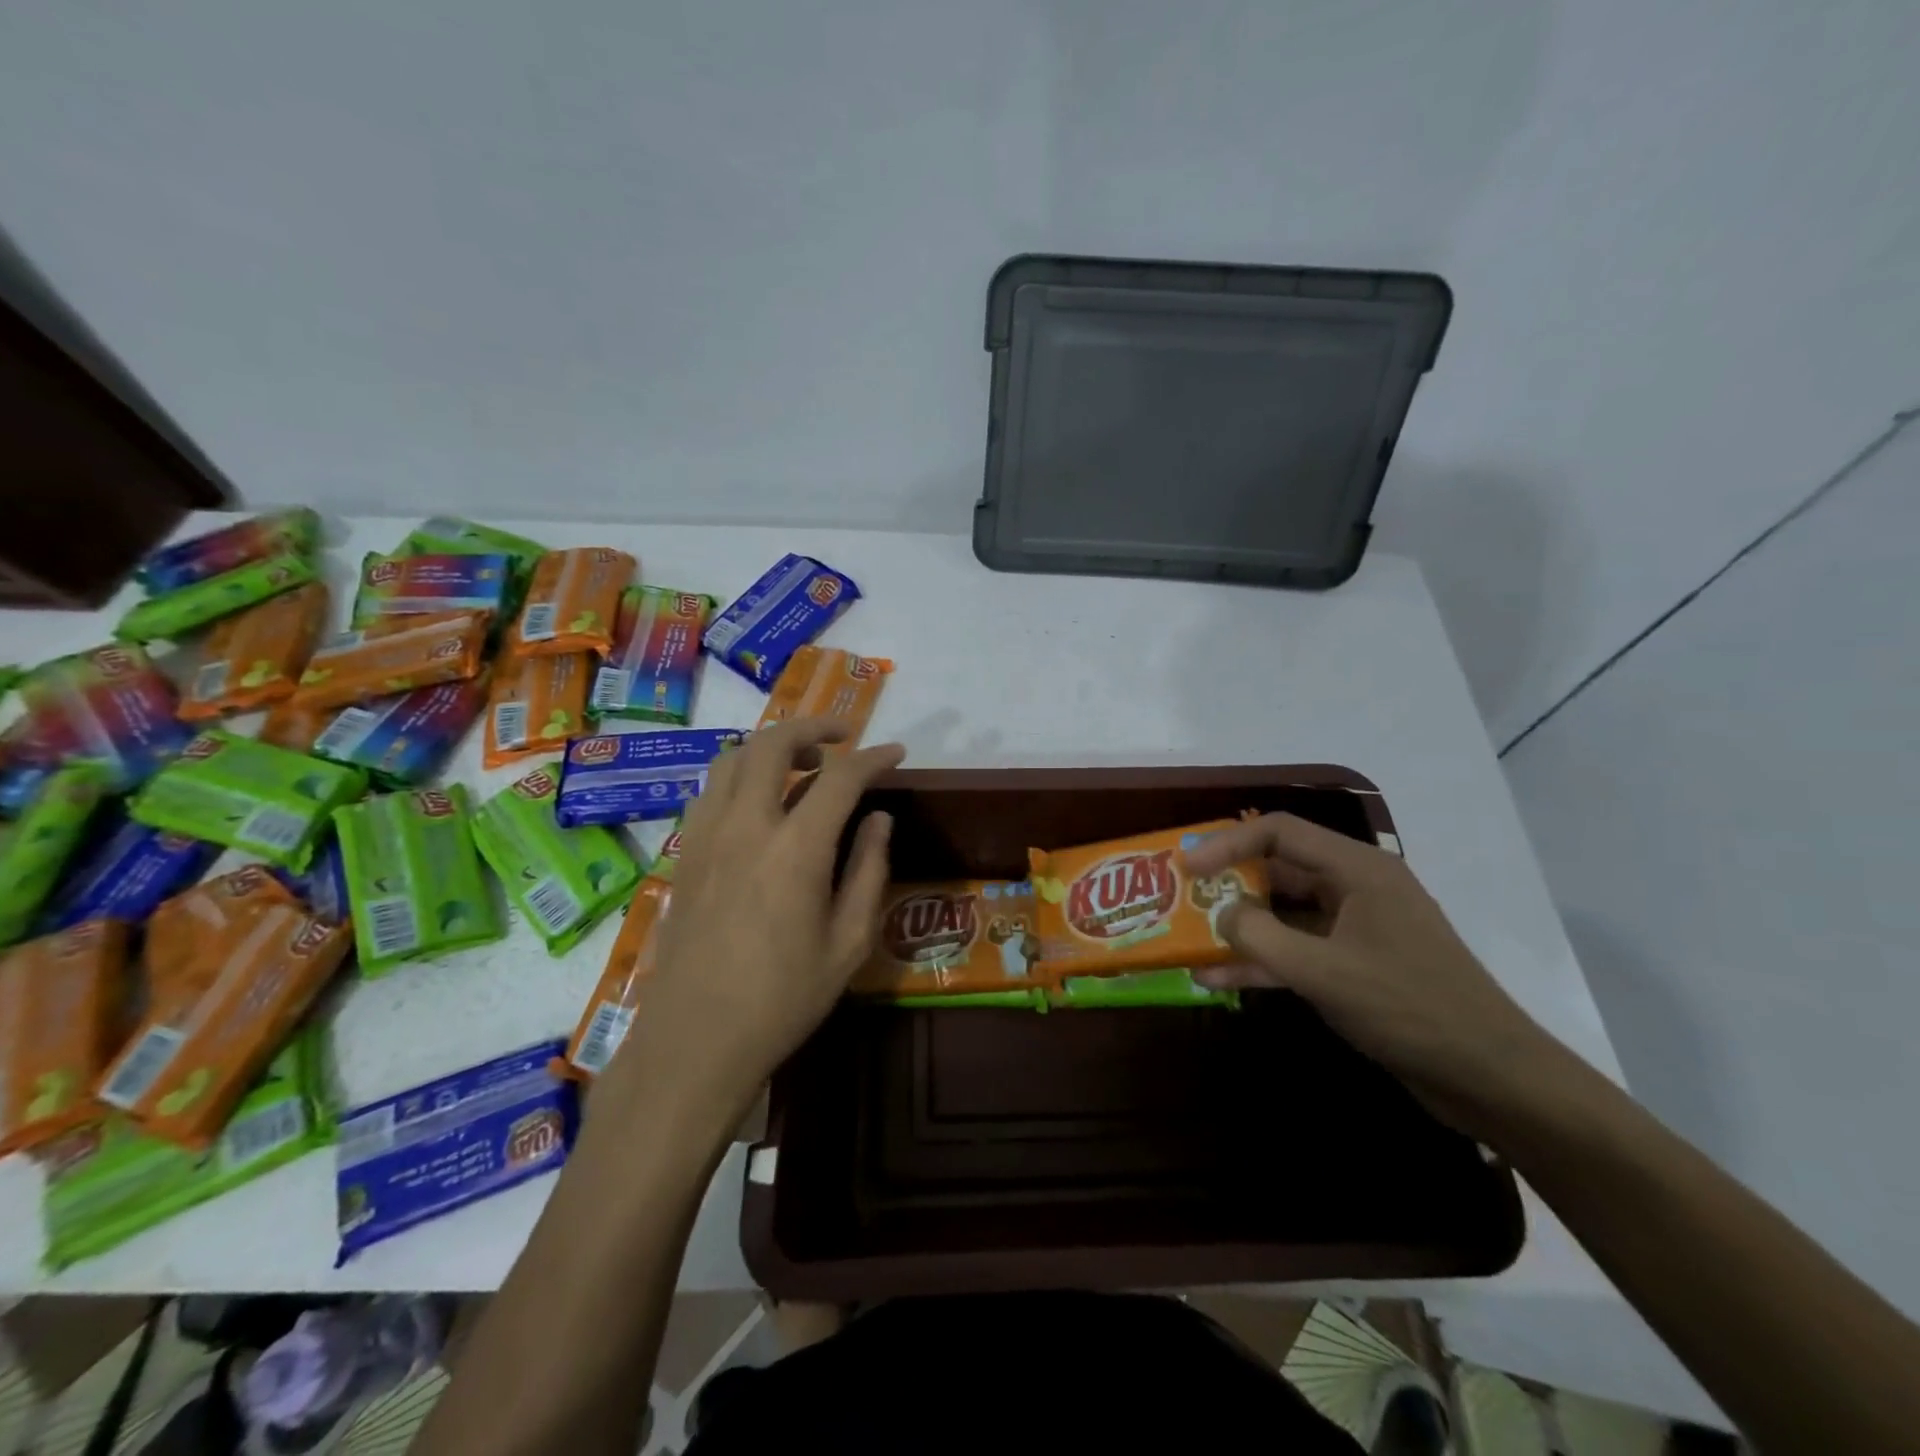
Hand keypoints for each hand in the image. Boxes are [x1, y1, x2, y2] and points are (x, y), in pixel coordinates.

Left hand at [605, 718, 903, 1120]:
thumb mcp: (848, 944)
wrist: (695, 1042)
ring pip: (732, 758)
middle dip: (812, 726)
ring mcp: (706, 836)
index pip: (841, 777)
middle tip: (843, 735)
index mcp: (795, 849)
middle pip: (772, 744)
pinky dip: (739, 775)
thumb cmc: (783, 999)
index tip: (895, 753)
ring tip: (800, 762)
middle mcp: (745, 826)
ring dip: (770, 746)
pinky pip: (710, 790)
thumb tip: (879, 820)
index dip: (873, 757)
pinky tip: (758, 802)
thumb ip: (868, 871)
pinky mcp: (684, 854)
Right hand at [1184, 814, 1566, 1138]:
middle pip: (1278, 869)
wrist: (1491, 1078)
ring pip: (1284, 914)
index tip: (1186, 866)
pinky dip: (1263, 961)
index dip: (1226, 843)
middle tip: (1181, 899)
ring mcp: (1356, 929)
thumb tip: (1221, 914)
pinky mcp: (1356, 966)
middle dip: (1228, 885)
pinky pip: (1298, 951)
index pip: (1279, 832)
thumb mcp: (1323, 971)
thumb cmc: (1409, 1008)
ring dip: (1240, 928)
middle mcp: (1355, 888)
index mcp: (1357, 870)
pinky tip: (1218, 979)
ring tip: (1188, 941)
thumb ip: (1260, 937)